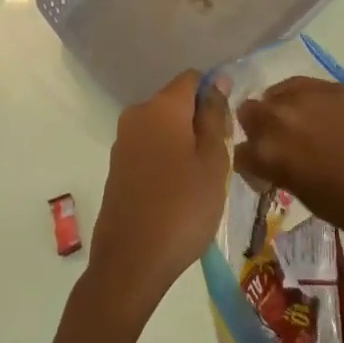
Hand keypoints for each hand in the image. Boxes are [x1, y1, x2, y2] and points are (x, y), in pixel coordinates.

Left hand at [86, 70, 230, 315]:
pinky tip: (177, 194)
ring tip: (200, 182)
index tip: (227, 129)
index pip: (193, 79)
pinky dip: (166, 160)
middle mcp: (137, 114)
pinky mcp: (116, 167)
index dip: (214, 95)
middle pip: (177, 102)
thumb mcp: (214, 160)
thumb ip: (215, 115)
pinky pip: (149, 148)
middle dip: (199, 122)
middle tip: (218, 161)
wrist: (130, 263)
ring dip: (183, 143)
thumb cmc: (183, 208)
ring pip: (163, 127)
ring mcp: (122, 141)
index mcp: (162, 106)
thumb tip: (218, 81)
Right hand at [234, 78, 343, 269]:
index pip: (240, 153)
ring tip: (299, 128)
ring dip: (279, 110)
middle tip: (278, 148)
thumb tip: (275, 162)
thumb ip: (281, 170)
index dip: (250, 166)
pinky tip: (318, 116)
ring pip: (274, 93)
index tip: (264, 176)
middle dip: (257, 130)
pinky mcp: (332, 86)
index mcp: (270, 153)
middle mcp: (281, 117)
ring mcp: (307, 96)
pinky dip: (302, 99)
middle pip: (249, 112)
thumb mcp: (305, 196)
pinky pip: (302, 86)